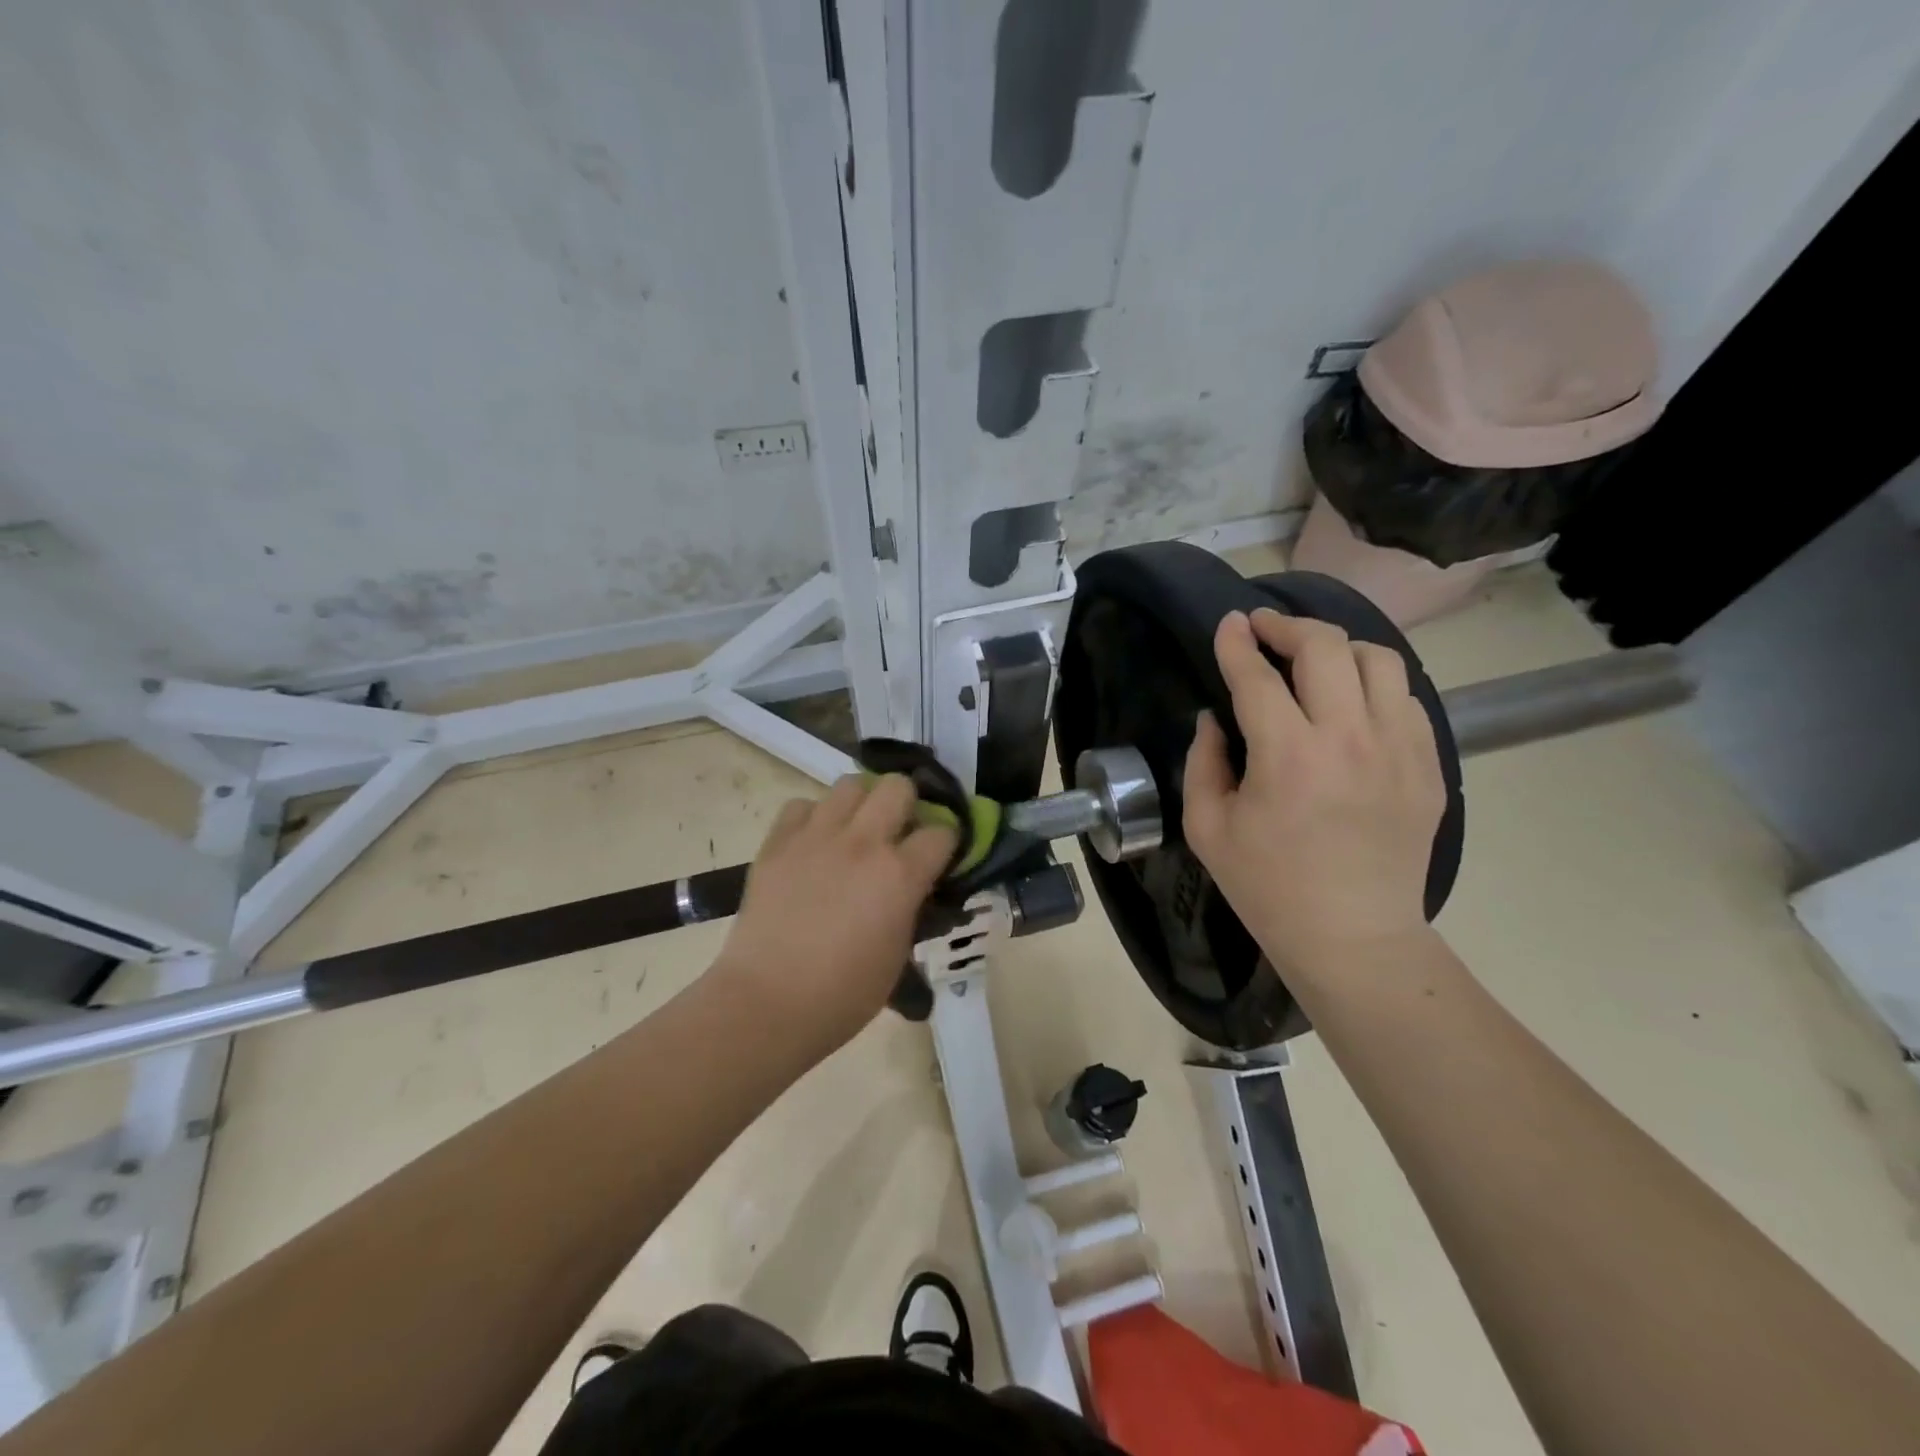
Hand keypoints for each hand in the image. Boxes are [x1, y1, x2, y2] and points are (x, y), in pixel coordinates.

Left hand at [715, 773, 956, 1051]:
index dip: (945, 843)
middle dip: (907, 804)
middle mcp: (863, 842)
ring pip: (849, 784)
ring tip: (854, 831)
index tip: (938, 856)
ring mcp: (816, 836)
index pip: (943, 832)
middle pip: (898, 786)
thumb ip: (911, 908)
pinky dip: (813, 818)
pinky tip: (813, 844)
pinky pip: (801, 805)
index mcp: (900, 874)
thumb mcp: (898, 954)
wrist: (767, 1002)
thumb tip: (914, 886)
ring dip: (860, 804)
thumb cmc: (843, 994)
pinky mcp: (777, 842)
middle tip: (897, 832)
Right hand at [1183, 609, 1446, 981]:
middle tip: (1266, 629)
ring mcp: (1399, 749)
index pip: (1257, 676)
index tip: (1229, 623)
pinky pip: (1407, 698)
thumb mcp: (1207, 827)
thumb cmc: (1267, 886)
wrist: (1352, 936)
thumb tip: (1214, 718)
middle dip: (1288, 626)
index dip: (1237, 643)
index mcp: (1288, 756)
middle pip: (1326, 647)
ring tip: (1314, 660)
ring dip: (1338, 647)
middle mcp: (1349, 738)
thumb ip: (1203, 762)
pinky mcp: (1428, 766)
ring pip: (1378, 660)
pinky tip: (1353, 702)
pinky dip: (1375, 685)